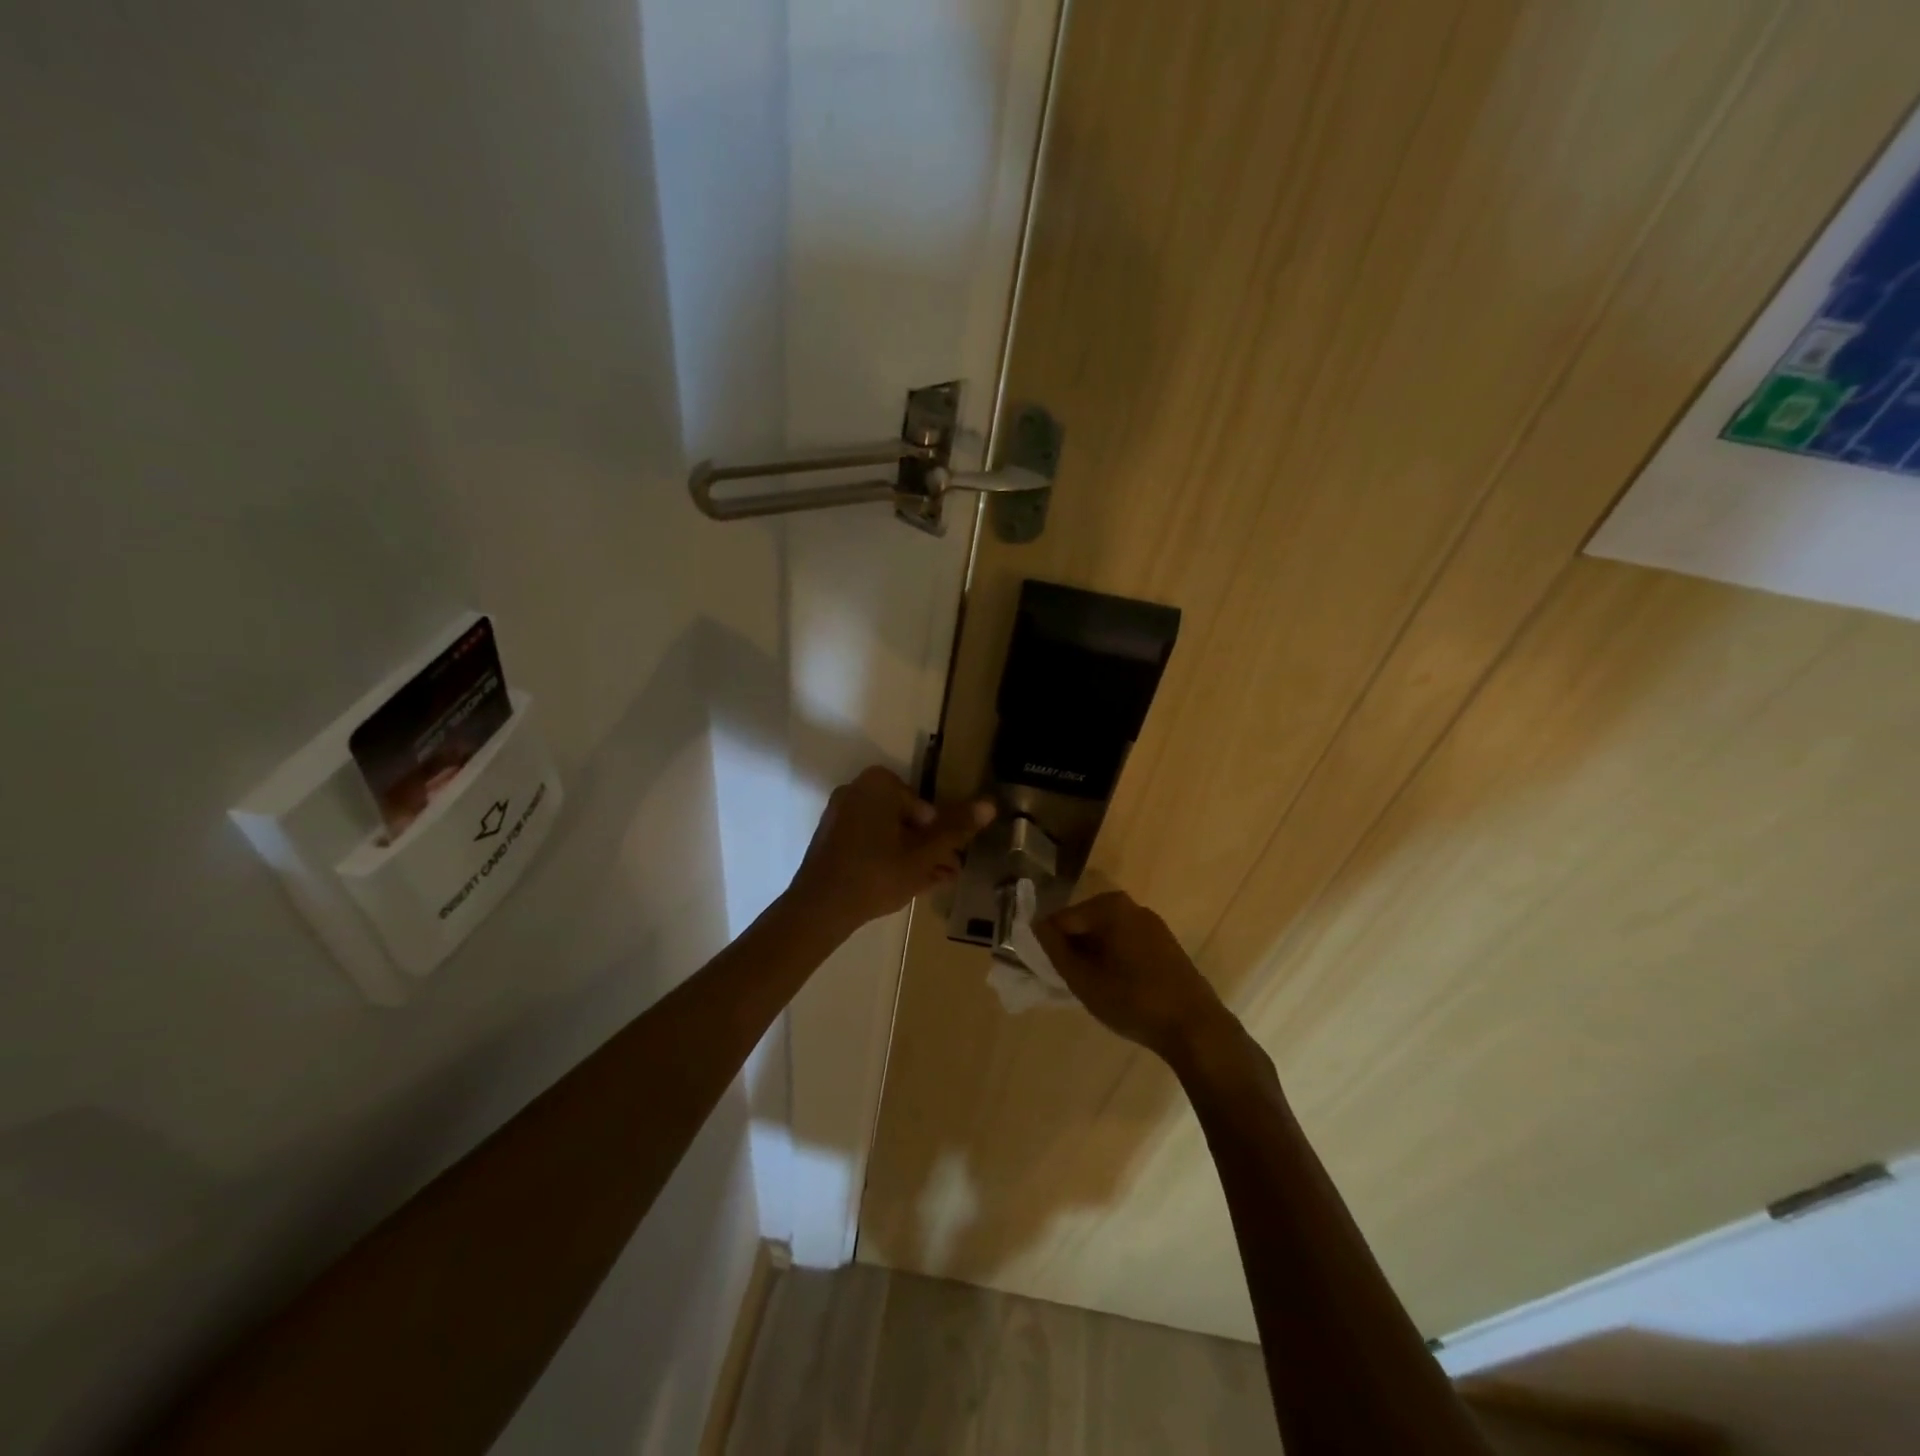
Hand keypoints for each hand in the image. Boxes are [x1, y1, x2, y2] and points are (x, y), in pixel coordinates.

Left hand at [787, 767, 994, 934]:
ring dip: (912, 855)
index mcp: (878, 784)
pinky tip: (907, 885)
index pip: (924, 806)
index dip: (940, 835)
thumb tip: (990, 804)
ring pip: (889, 833)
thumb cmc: (877, 874)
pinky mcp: (831, 839)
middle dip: (929, 846)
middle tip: (947, 873)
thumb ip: (956, 829)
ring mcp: (840, 815)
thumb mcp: (924, 854)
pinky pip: (869, 843)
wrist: (819, 909)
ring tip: (934, 883)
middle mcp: (856, 791)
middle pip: (906, 819)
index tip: (949, 860)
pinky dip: (888, 858)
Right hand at [1034, 892, 1231, 1064]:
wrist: (1195, 1027)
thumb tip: (1036, 926)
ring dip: (1094, 957)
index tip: (1050, 974)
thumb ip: (1054, 949)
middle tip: (1072, 984)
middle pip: (1085, 925)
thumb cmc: (1133, 1000)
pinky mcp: (1164, 943)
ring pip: (1106, 936)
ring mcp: (1151, 923)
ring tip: (1095, 989)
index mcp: (1109, 906)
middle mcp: (1131, 906)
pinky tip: (1118, 988)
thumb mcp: (1083, 979)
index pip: (1062, 920)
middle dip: (1074, 951)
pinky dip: (1114, 960)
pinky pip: (1126, 944)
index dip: (1050, 947)